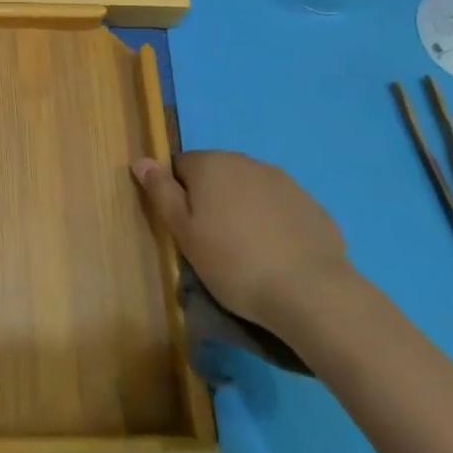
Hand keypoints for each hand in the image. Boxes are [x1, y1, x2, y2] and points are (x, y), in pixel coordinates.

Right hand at [133, 151, 353, 328]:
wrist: (311, 292)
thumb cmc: (234, 263)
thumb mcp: (184, 233)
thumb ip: (161, 193)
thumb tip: (141, 160)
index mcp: (210, 164)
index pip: (179, 166)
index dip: (177, 196)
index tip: (185, 229)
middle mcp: (245, 161)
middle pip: (216, 175)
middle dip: (210, 200)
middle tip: (212, 242)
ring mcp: (283, 181)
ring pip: (249, 189)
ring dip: (242, 209)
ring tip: (247, 252)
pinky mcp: (311, 205)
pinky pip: (279, 208)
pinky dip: (273, 224)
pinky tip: (277, 255)